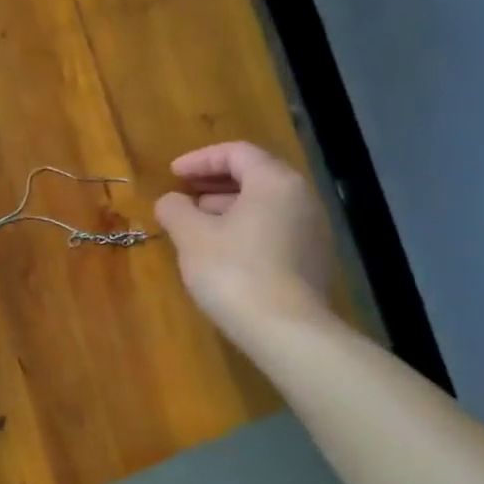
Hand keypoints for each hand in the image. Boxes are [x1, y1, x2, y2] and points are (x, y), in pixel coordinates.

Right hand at [154, 141, 333, 328]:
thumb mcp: (191, 236)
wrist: (285, 330)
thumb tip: (171, 201)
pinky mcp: (311, 260)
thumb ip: (175, 209)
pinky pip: (274, 228)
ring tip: (195, 224)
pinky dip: (244, 228)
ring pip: (265, 204)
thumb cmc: (234, 271)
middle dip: (214, 183)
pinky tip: (220, 250)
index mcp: (275, 182)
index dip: (200, 159)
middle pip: (255, 175)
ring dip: (227, 207)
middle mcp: (301, 198)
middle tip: (183, 195)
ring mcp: (312, 231)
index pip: (237, 152)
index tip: (172, 174)